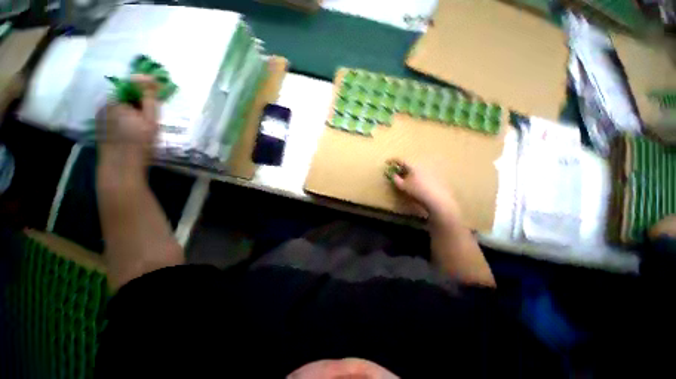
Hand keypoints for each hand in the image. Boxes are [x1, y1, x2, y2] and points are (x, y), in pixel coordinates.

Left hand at [96, 75, 159, 164]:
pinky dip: (125, 115)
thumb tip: (151, 79)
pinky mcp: (100, 124)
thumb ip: (149, 99)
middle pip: (124, 94)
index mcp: (115, 100)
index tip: (157, 88)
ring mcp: (100, 114)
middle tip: (152, 109)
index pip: (130, 84)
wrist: (120, 165)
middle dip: (139, 98)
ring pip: (120, 104)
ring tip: (143, 121)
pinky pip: (115, 112)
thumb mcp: (150, 120)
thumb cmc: (138, 143)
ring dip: (132, 107)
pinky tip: (132, 127)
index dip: (145, 85)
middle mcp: (104, 103)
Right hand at [387, 158, 460, 224]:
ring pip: (415, 169)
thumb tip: (392, 174)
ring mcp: (429, 171)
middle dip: (400, 167)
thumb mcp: (403, 186)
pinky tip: (415, 183)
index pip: (401, 160)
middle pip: (408, 164)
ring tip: (404, 178)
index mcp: (413, 166)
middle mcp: (421, 166)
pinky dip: (415, 175)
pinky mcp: (434, 177)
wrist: (437, 199)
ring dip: (408, 171)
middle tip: (395, 171)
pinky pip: (421, 173)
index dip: (392, 160)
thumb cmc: (417, 191)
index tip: (387, 162)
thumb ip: (395, 179)